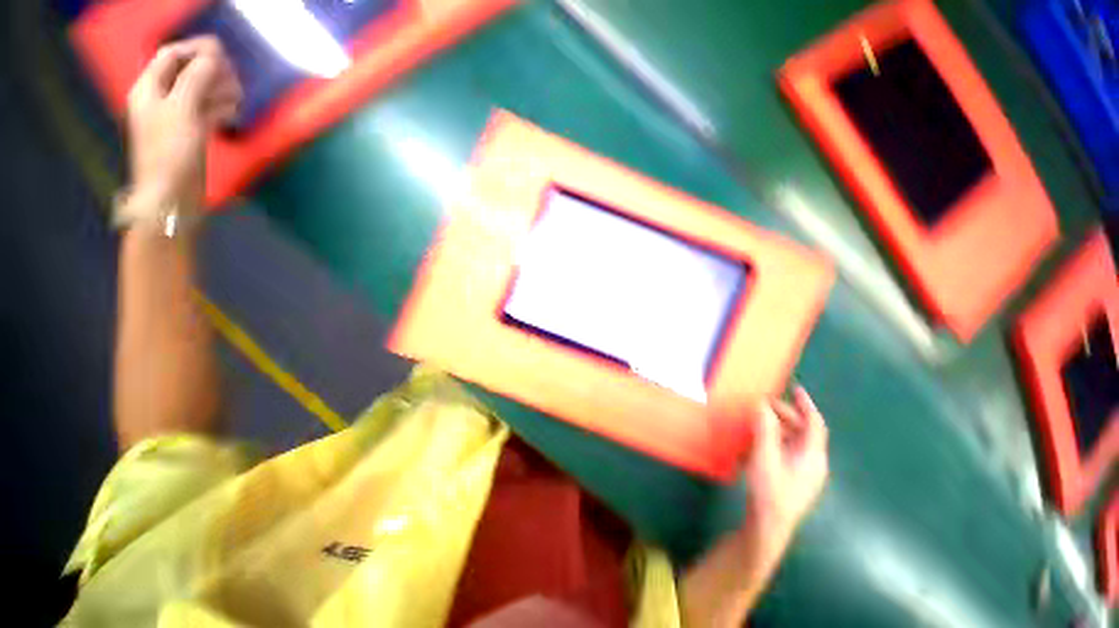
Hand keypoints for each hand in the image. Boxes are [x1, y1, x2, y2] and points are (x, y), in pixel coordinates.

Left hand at [125, 36, 241, 216]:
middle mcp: (161, 99)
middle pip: (186, 73)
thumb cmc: (171, 152)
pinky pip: (205, 112)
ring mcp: (176, 118)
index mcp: (149, 89)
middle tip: (235, 77)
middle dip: (210, 71)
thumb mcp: (182, 110)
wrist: (171, 197)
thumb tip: (213, 56)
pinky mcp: (190, 135)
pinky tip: (232, 111)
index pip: (171, 56)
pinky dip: (219, 108)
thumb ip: (196, 79)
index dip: (195, 49)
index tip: (223, 51)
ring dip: (218, 90)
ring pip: (199, 93)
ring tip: (238, 95)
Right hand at [742, 387, 828, 544]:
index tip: (795, 388)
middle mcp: (813, 462)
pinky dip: (774, 440)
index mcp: (812, 455)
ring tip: (757, 420)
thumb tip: (762, 405)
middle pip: (802, 431)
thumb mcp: (764, 456)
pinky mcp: (794, 478)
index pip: (815, 424)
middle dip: (784, 414)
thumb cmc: (770, 490)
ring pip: (794, 441)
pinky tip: (757, 441)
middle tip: (762, 405)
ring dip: (777, 427)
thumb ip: (765, 429)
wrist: (769, 526)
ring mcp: (804, 472)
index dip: (806, 405)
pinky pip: (787, 451)